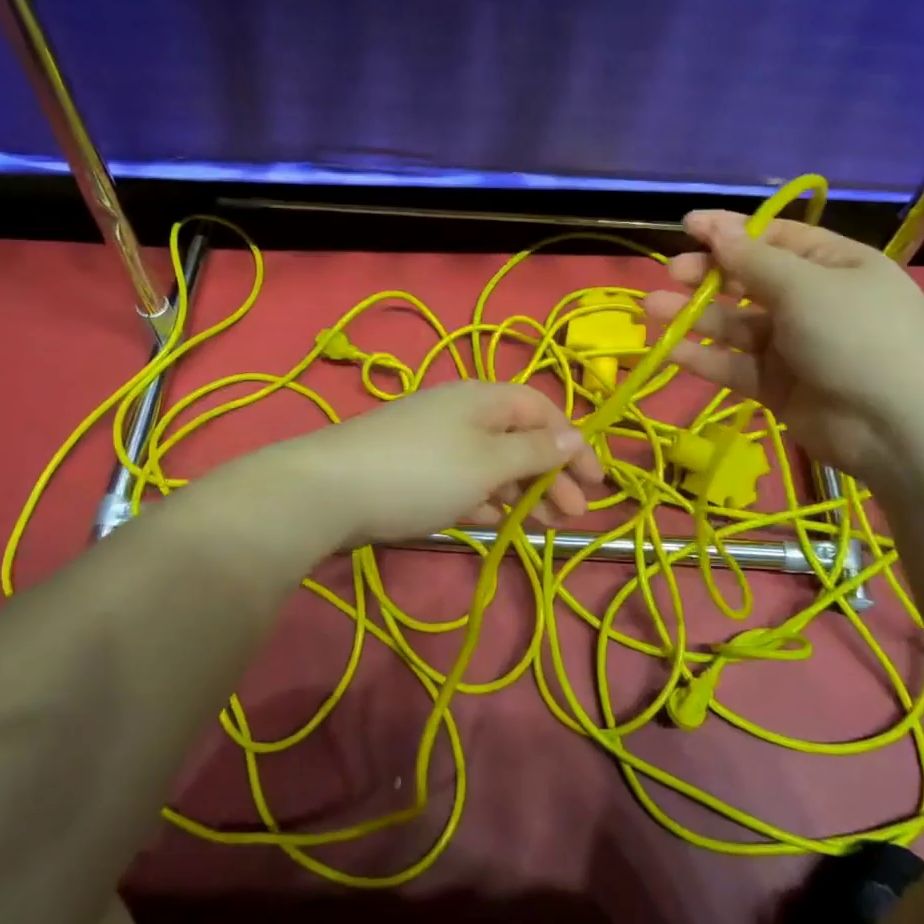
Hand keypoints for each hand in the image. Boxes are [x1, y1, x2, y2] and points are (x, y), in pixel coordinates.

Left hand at [280, 382, 605, 550]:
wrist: (328, 491)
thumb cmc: (421, 472)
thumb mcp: (488, 462)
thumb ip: (534, 451)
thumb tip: (574, 436)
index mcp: (484, 398)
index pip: (542, 410)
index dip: (573, 443)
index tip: (595, 484)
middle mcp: (461, 412)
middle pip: (520, 437)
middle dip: (551, 472)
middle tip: (573, 514)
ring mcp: (434, 441)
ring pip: (493, 462)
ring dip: (523, 490)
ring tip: (544, 524)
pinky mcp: (413, 470)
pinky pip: (464, 479)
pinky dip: (487, 497)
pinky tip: (498, 521)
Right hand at [642, 211, 923, 484]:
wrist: (899, 429)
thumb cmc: (858, 336)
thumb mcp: (806, 286)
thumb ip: (753, 260)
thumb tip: (716, 227)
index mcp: (833, 265)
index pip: (774, 238)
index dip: (730, 230)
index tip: (686, 225)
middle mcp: (812, 301)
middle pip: (750, 281)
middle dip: (709, 275)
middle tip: (672, 273)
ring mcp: (794, 346)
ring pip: (736, 325)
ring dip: (696, 316)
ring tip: (654, 309)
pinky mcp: (777, 386)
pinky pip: (736, 365)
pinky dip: (705, 358)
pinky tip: (670, 351)